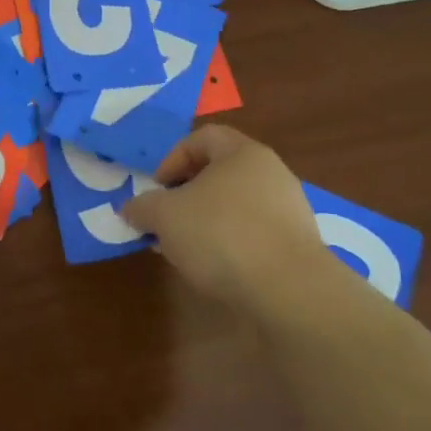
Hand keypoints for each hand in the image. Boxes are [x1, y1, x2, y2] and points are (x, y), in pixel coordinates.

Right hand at [123, 126, 339, 314]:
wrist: (290, 292)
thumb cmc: (221, 234)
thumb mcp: (164, 216)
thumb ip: (142, 207)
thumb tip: (131, 209)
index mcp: (242, 153)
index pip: (202, 138)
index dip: (173, 158)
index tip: (158, 189)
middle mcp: (271, 173)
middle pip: (219, 173)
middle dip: (186, 194)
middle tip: (166, 219)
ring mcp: (290, 211)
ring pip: (236, 206)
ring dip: (206, 222)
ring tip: (186, 249)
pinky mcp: (298, 247)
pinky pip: (255, 234)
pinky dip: (231, 245)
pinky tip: (216, 269)